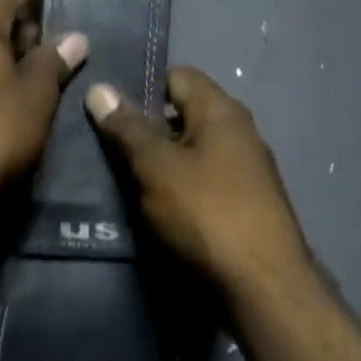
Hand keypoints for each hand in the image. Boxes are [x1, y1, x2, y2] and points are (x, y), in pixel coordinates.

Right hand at [85, 68, 310, 295]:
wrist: (261, 284)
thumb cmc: (206, 213)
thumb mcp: (157, 167)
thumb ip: (128, 129)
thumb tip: (99, 88)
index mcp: (223, 112)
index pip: (179, 76)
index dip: (142, 86)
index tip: (107, 109)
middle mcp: (240, 134)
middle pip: (184, 116)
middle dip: (146, 129)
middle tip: (104, 147)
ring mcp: (246, 172)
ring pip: (191, 153)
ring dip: (159, 164)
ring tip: (121, 180)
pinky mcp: (244, 206)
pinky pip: (202, 183)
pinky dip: (177, 189)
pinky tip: (154, 209)